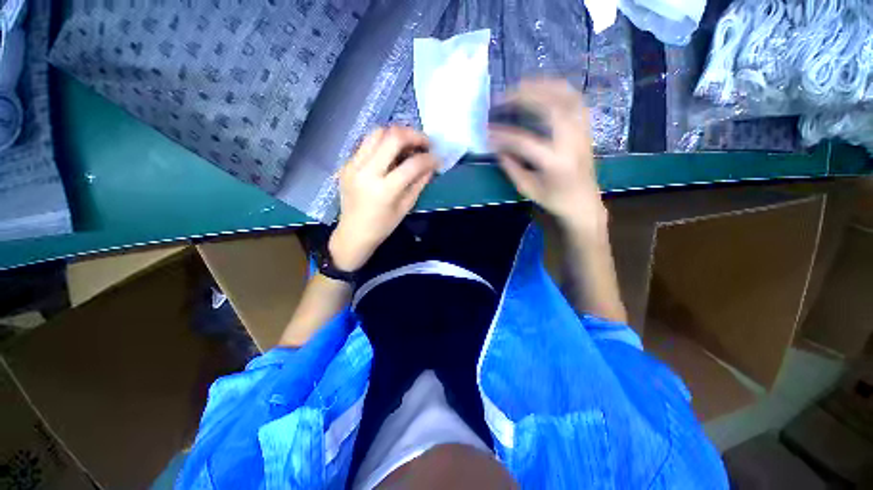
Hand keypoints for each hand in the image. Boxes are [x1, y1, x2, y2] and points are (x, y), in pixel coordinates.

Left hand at [329, 127, 437, 270]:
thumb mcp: (405, 207)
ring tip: (409, 144)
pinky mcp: (346, 164)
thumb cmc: (382, 226)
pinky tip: (391, 154)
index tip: (437, 158)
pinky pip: (367, 144)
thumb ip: (419, 183)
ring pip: (376, 133)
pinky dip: (383, 144)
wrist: (353, 234)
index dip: (429, 158)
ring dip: (397, 134)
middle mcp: (366, 172)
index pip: (412, 164)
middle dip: (414, 135)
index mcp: (384, 190)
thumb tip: (430, 166)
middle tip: (425, 142)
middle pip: (392, 137)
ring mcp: (353, 165)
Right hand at [489, 79, 605, 233]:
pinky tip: (544, 90)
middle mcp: (572, 142)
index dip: (504, 135)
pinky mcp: (586, 128)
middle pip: (550, 108)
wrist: (584, 203)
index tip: (488, 131)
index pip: (525, 141)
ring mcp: (582, 132)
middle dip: (524, 97)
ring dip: (543, 87)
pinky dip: (559, 90)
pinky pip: (576, 100)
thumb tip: (498, 148)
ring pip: (567, 97)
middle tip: (504, 96)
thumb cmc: (555, 200)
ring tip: (521, 86)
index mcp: (555, 162)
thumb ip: (511, 167)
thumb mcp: (528, 189)